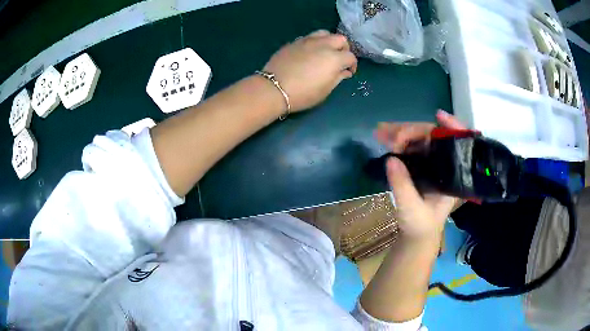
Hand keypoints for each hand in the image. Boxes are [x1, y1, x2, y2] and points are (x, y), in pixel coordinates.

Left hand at [263, 30, 356, 111]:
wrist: (274, 88)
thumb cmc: (303, 94)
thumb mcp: (325, 90)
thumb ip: (338, 78)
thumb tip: (345, 71)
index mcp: (334, 58)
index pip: (350, 56)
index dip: (352, 65)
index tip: (348, 72)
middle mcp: (323, 45)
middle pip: (340, 39)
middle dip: (344, 49)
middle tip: (339, 60)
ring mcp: (307, 41)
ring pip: (325, 33)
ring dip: (329, 41)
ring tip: (325, 52)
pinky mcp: (294, 42)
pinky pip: (309, 37)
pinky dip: (315, 42)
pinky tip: (310, 53)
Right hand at [375, 110, 465, 239]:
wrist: (417, 235)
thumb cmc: (421, 225)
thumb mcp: (411, 209)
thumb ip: (403, 186)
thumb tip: (390, 159)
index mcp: (452, 175)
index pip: (458, 144)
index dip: (452, 126)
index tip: (439, 115)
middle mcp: (445, 164)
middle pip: (433, 137)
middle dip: (411, 130)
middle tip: (388, 132)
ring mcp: (432, 163)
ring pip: (420, 140)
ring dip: (400, 133)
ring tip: (380, 131)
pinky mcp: (421, 165)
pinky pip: (411, 148)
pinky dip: (397, 142)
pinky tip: (384, 138)